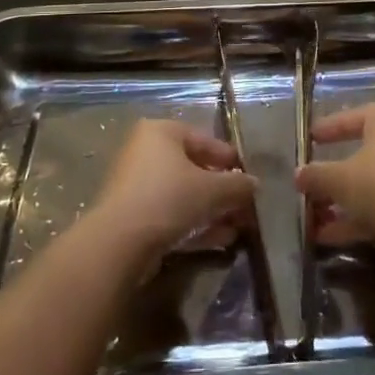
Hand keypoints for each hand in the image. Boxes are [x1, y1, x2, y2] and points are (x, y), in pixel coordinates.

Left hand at [93, 119, 256, 261]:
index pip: (205, 140)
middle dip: (222, 191)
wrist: (119, 242)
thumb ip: (238, 185)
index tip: (249, 179)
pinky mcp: (132, 215)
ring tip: (238, 228)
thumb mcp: (213, 189)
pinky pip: (171, 214)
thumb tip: (254, 185)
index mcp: (161, 132)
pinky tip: (220, 240)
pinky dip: (195, 224)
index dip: (230, 160)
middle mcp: (145, 152)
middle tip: (245, 208)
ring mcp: (136, 185)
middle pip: (194, 169)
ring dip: (212, 211)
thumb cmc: (169, 198)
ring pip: (183, 194)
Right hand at [294, 103, 374, 248]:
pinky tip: (331, 237)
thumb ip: (316, 176)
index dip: (327, 129)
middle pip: (362, 154)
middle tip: (309, 185)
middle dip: (332, 176)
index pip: (350, 118)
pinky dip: (359, 217)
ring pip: (371, 183)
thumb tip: (299, 175)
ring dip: (342, 202)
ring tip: (314, 221)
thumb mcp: (340, 178)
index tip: (309, 138)